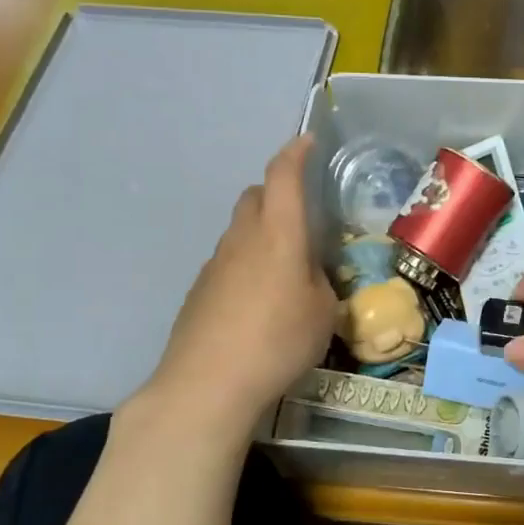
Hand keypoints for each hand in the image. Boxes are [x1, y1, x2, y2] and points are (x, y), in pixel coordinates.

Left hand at [135, 135, 336, 430]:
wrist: (208, 383)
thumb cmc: (279, 341)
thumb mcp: (323, 313)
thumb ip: (320, 283)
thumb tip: (308, 275)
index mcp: (278, 234)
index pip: (283, 176)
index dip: (296, 153)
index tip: (308, 142)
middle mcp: (242, 238)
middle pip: (255, 196)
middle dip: (277, 194)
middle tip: (302, 217)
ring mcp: (215, 263)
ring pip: (241, 230)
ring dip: (262, 234)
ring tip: (285, 271)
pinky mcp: (200, 290)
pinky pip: (229, 261)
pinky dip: (247, 264)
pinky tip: (259, 302)